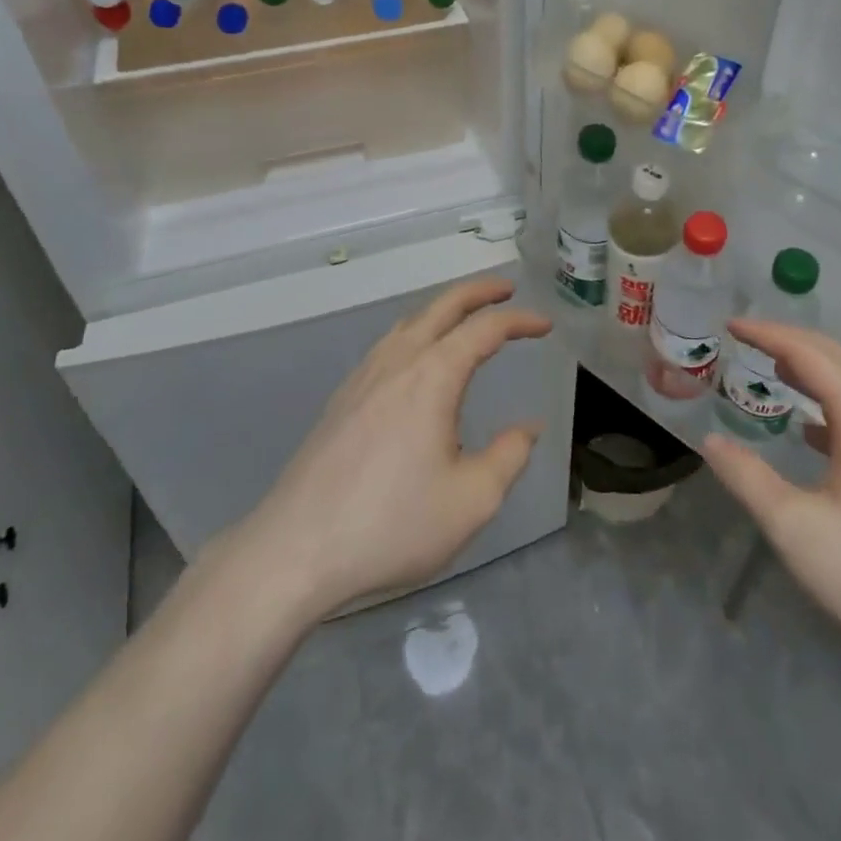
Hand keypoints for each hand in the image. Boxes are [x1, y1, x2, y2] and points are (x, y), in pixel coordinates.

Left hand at [233, 278, 550, 618]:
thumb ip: (509, 456)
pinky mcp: (341, 400)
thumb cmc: (392, 525)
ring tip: (464, 318)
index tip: (545, 325)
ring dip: (442, 309)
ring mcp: (363, 378)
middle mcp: (397, 363)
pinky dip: (415, 332)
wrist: (295, 551)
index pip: (484, 329)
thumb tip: (528, 427)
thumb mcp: (471, 500)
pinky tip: (415, 360)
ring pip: (408, 322)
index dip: (519, 321)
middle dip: (477, 292)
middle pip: (441, 307)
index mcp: (432, 377)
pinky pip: (387, 345)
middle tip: (507, 289)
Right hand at [703, 322, 840, 692]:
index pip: (813, 356)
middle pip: (838, 360)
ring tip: (773, 369)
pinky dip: (828, 405)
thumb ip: (748, 479)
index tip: (731, 325)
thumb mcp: (796, 530)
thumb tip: (710, 441)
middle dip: (790, 341)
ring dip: (811, 369)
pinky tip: (809, 431)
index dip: (770, 334)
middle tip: (746, 338)